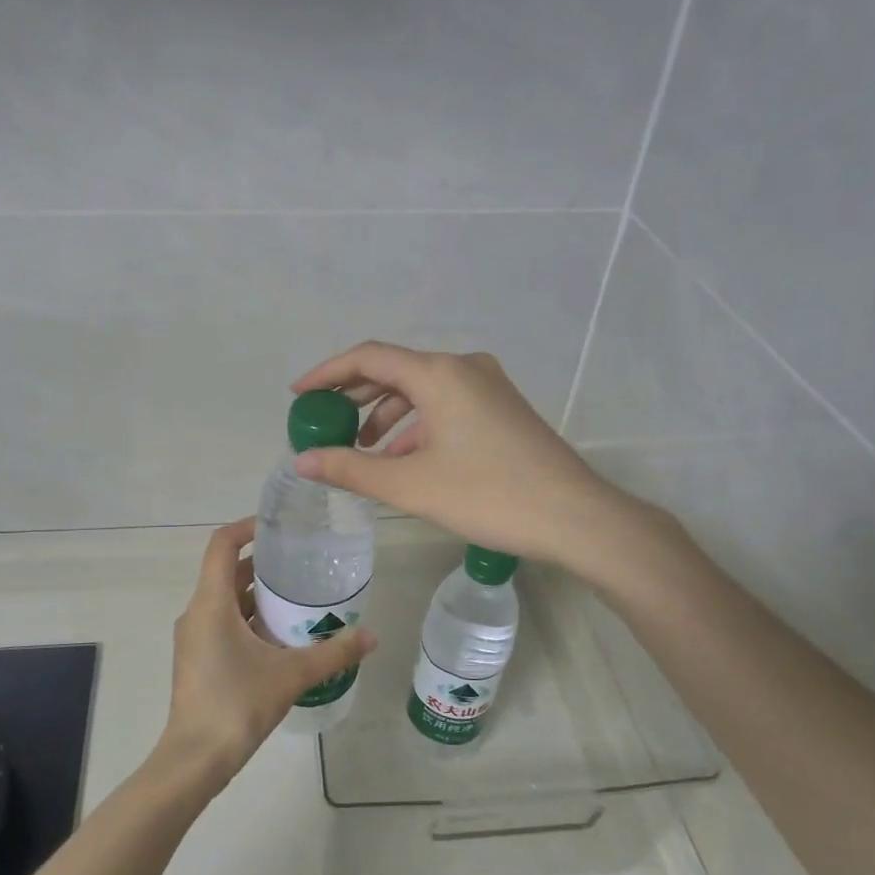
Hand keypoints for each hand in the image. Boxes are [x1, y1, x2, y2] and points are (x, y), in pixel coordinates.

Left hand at [158, 517, 378, 792]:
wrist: (195, 759)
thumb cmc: (237, 705)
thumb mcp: (292, 675)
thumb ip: (333, 652)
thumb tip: (372, 636)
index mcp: (211, 603)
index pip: (222, 544)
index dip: (248, 526)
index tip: (280, 526)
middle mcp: (197, 613)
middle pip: (226, 571)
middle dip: (262, 563)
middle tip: (301, 562)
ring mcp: (194, 638)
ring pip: (225, 600)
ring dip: (257, 594)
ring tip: (298, 597)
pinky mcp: (198, 659)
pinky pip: (223, 623)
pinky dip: (249, 619)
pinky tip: (281, 636)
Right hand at [289, 342, 640, 570]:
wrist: (575, 517)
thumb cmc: (488, 495)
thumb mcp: (411, 485)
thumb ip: (351, 469)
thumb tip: (303, 461)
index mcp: (440, 374)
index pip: (369, 357)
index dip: (328, 373)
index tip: (299, 395)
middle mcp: (464, 368)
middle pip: (395, 371)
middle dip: (354, 397)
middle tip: (323, 423)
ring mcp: (487, 388)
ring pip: (421, 392)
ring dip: (385, 417)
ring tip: (359, 451)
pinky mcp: (501, 410)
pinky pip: (444, 407)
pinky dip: (415, 427)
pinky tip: (401, 460)